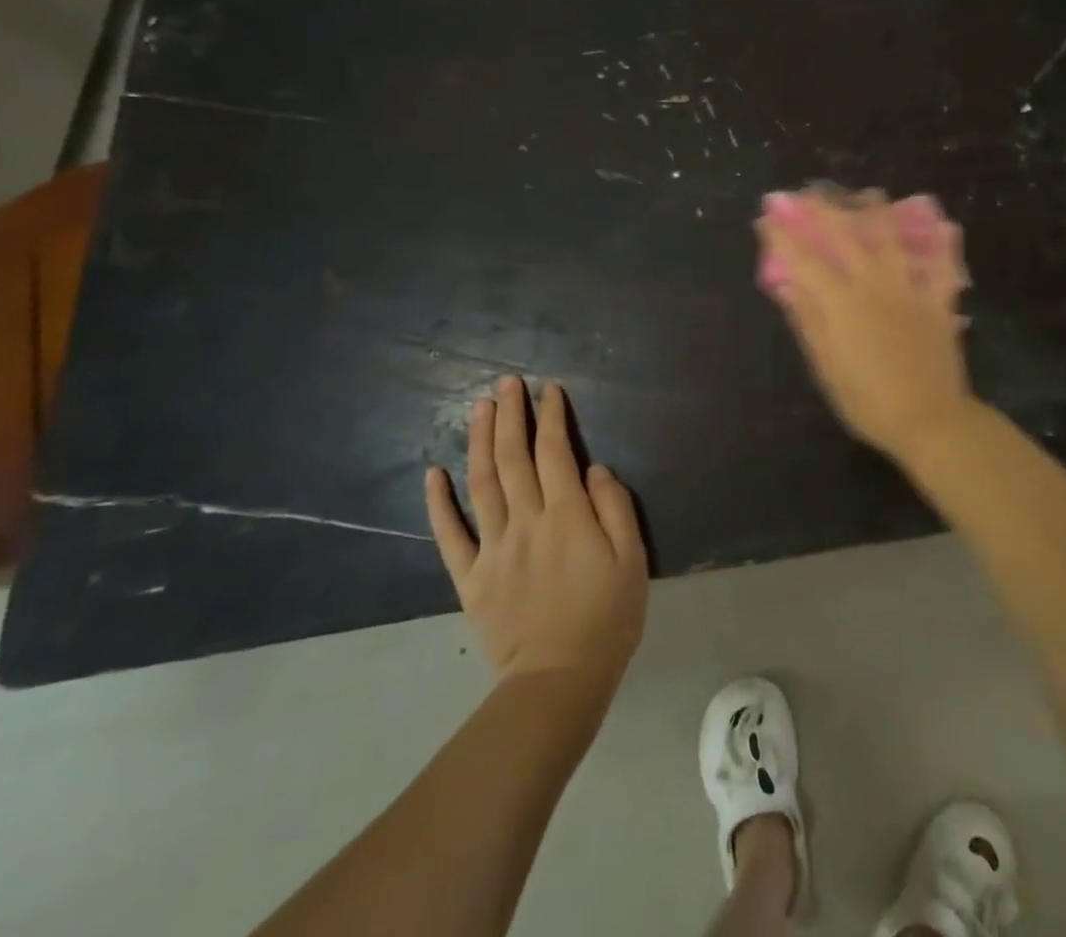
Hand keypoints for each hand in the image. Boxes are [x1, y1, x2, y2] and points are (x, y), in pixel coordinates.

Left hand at [424, 377, 646, 699]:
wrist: (558, 682)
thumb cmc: (606, 619)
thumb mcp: (632, 560)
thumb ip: (615, 508)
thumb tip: (595, 468)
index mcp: (567, 515)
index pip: (555, 452)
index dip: (552, 417)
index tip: (549, 390)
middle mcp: (526, 521)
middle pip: (514, 458)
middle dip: (511, 416)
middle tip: (506, 383)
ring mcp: (493, 548)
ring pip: (482, 483)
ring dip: (480, 442)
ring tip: (478, 408)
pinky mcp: (471, 577)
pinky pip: (450, 535)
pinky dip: (439, 503)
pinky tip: (433, 473)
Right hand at [755, 189, 978, 462]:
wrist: (928, 419)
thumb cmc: (867, 399)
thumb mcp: (825, 365)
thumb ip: (807, 319)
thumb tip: (787, 284)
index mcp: (839, 301)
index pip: (802, 258)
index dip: (782, 234)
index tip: (768, 217)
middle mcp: (873, 282)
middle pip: (843, 231)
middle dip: (820, 208)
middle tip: (806, 196)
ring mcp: (909, 286)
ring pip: (891, 233)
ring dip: (875, 209)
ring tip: (865, 196)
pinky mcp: (938, 298)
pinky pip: (942, 262)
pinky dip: (941, 242)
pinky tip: (939, 225)